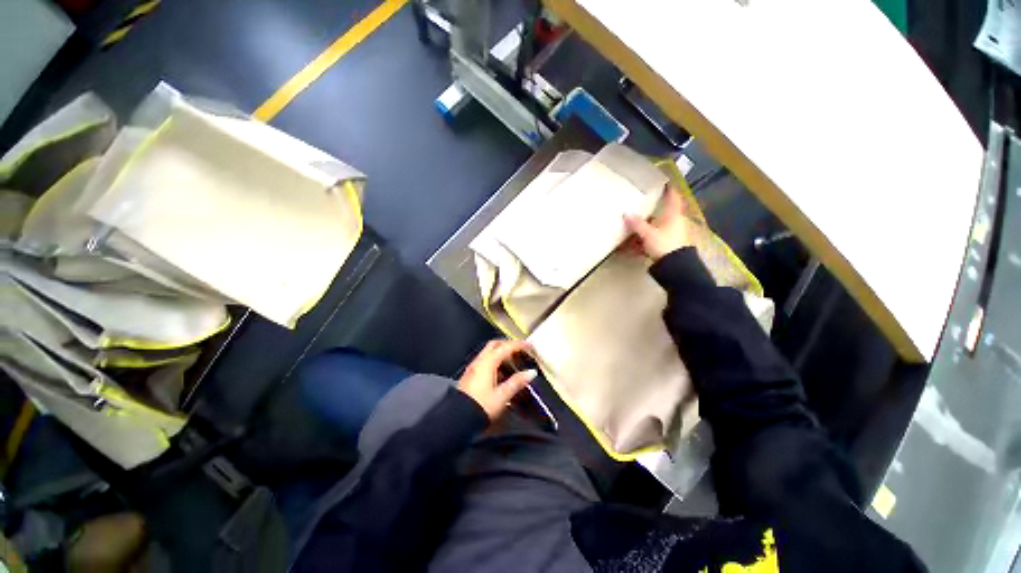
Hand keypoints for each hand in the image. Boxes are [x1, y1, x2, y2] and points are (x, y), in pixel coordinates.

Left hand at [457, 340, 536, 420]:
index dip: (518, 345)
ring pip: (488, 353)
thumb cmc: (479, 407)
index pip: (506, 347)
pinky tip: (500, 373)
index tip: (528, 346)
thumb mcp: (502, 395)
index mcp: (487, 363)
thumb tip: (530, 373)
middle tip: (519, 350)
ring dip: (501, 353)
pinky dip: (494, 361)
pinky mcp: (470, 376)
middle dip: (508, 344)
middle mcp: (479, 362)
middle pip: (495, 345)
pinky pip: (484, 362)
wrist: (458, 419)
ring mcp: (473, 368)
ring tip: (512, 362)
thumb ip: (517, 382)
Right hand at [623, 188, 697, 260]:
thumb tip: (626, 214)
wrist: (674, 266)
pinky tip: (626, 249)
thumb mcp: (648, 233)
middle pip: (659, 216)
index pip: (673, 198)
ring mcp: (667, 236)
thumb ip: (637, 224)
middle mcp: (671, 224)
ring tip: (625, 233)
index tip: (666, 182)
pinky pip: (648, 242)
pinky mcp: (663, 247)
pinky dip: (639, 244)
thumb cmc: (664, 244)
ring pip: (652, 230)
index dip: (670, 190)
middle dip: (647, 215)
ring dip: (640, 232)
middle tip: (636, 209)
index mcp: (672, 216)